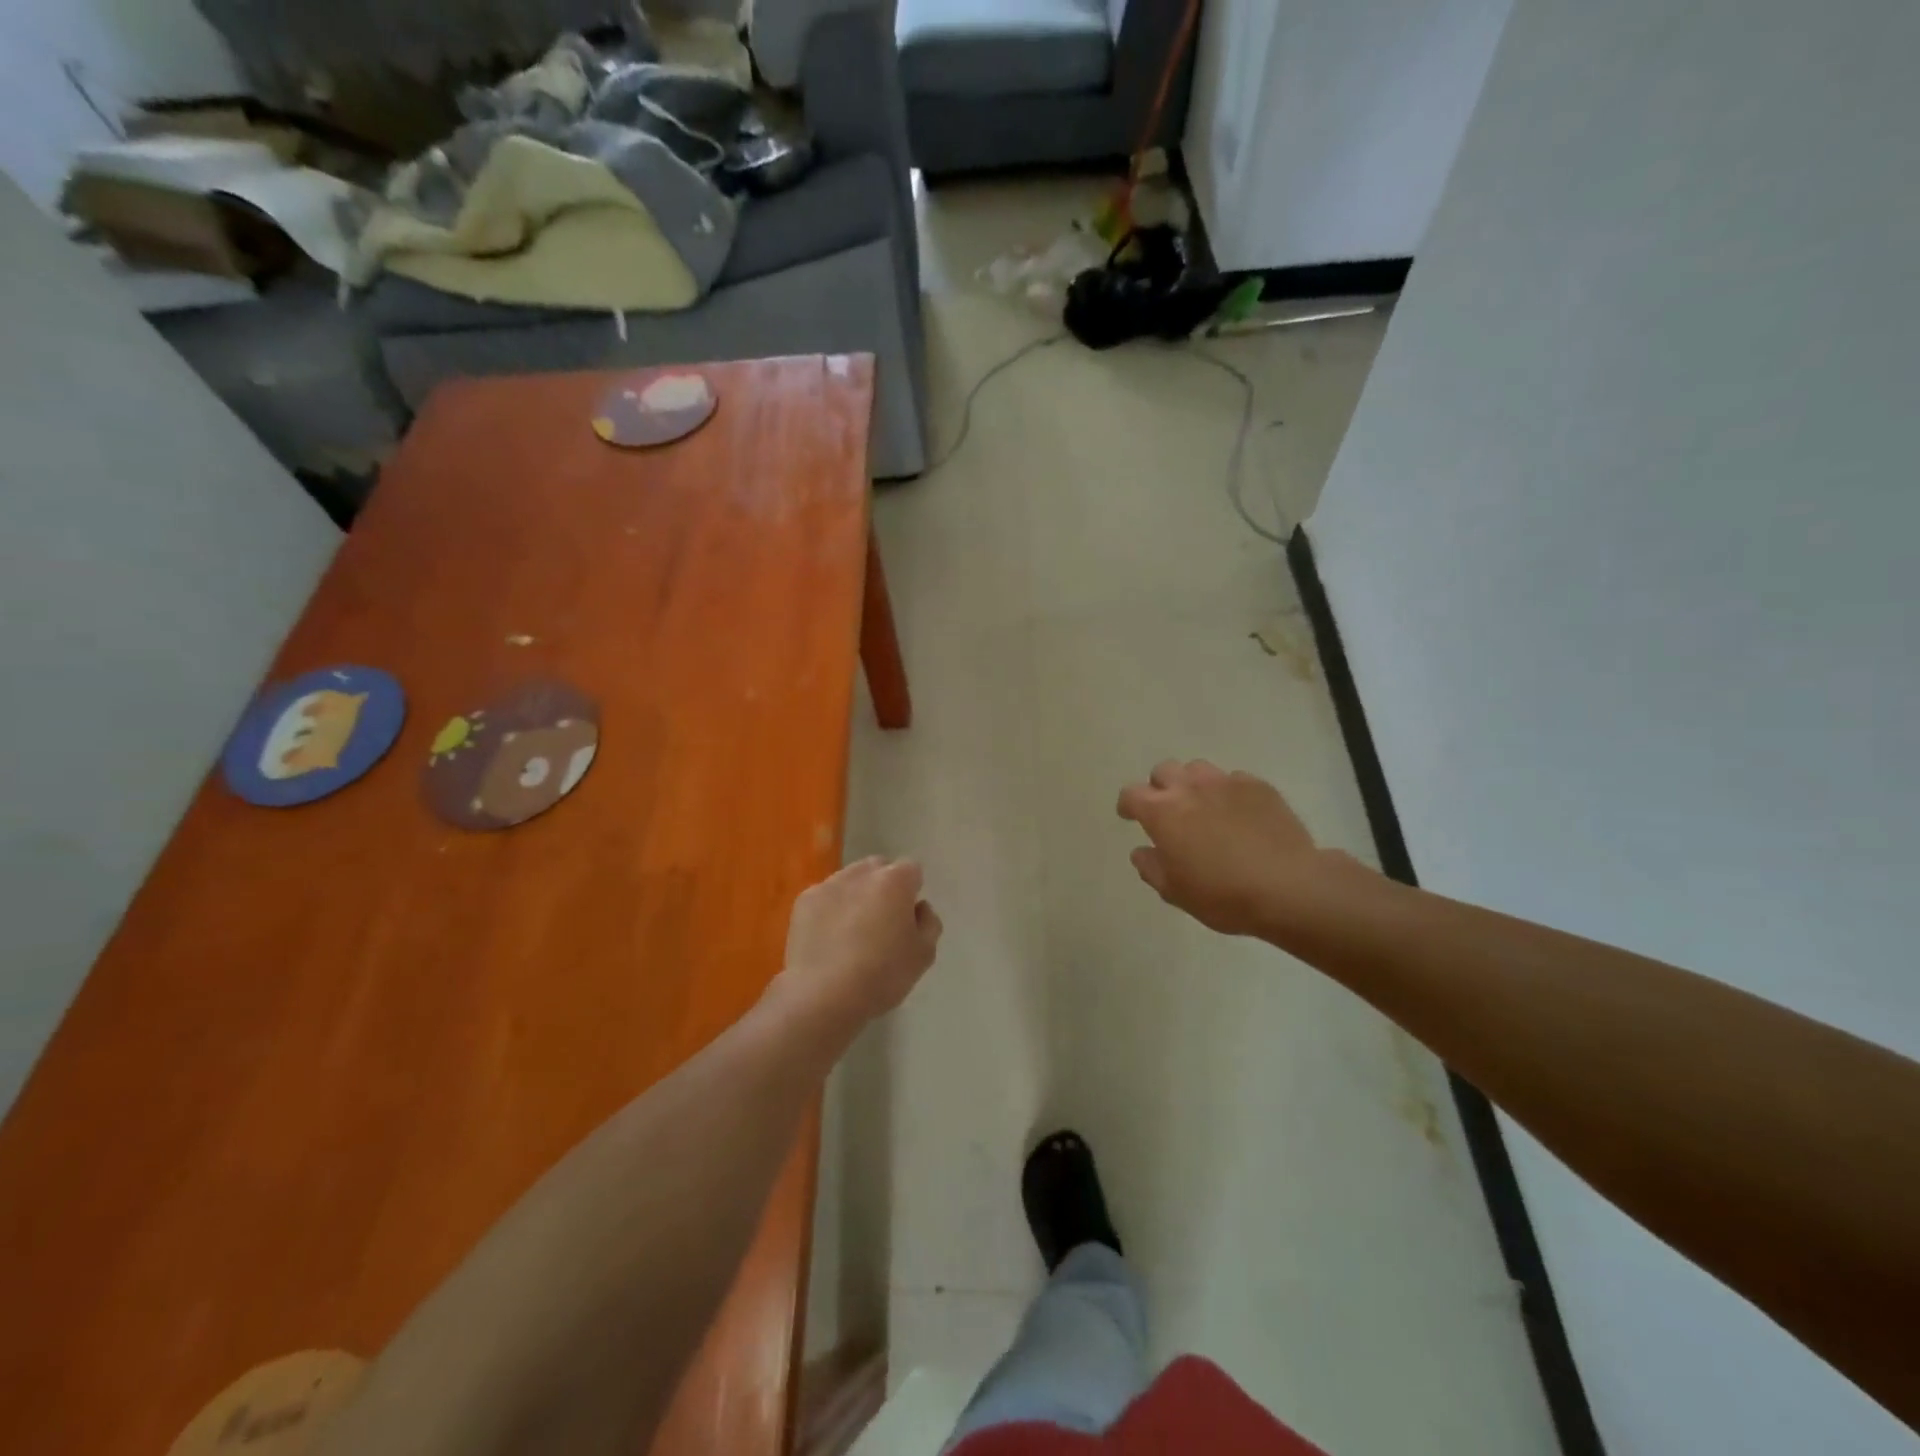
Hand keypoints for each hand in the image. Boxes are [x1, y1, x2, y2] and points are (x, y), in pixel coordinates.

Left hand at [776, 857, 943, 1031]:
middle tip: (882, 921)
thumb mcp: (924, 955)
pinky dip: (830, 909)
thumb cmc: (882, 975)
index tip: (907, 917)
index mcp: (895, 881)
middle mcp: (861, 873)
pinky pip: (825, 897)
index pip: (912, 870)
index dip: (912, 891)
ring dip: (856, 895)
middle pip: (879, 868)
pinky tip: (829, 939)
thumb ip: (929, 922)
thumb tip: (919, 907)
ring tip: (852, 932)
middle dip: (884, 886)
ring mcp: (829, 884)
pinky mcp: (804, 901)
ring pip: (850, 880)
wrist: (823, 995)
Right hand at [1117, 760, 1324, 935]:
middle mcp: (1190, 788)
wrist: (1288, 887)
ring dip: (1193, 784)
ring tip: (1204, 807)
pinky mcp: (1258, 786)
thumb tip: (1142, 852)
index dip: (1128, 805)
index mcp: (1162, 812)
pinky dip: (1228, 793)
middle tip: (1169, 811)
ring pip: (1198, 769)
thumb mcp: (1175, 892)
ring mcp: (1226, 783)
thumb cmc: (1223, 895)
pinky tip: (1239, 815)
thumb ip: (1151, 868)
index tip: (1130, 816)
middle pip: (1164, 771)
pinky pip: (1234, 779)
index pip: (1131, 794)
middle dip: (1160, 787)